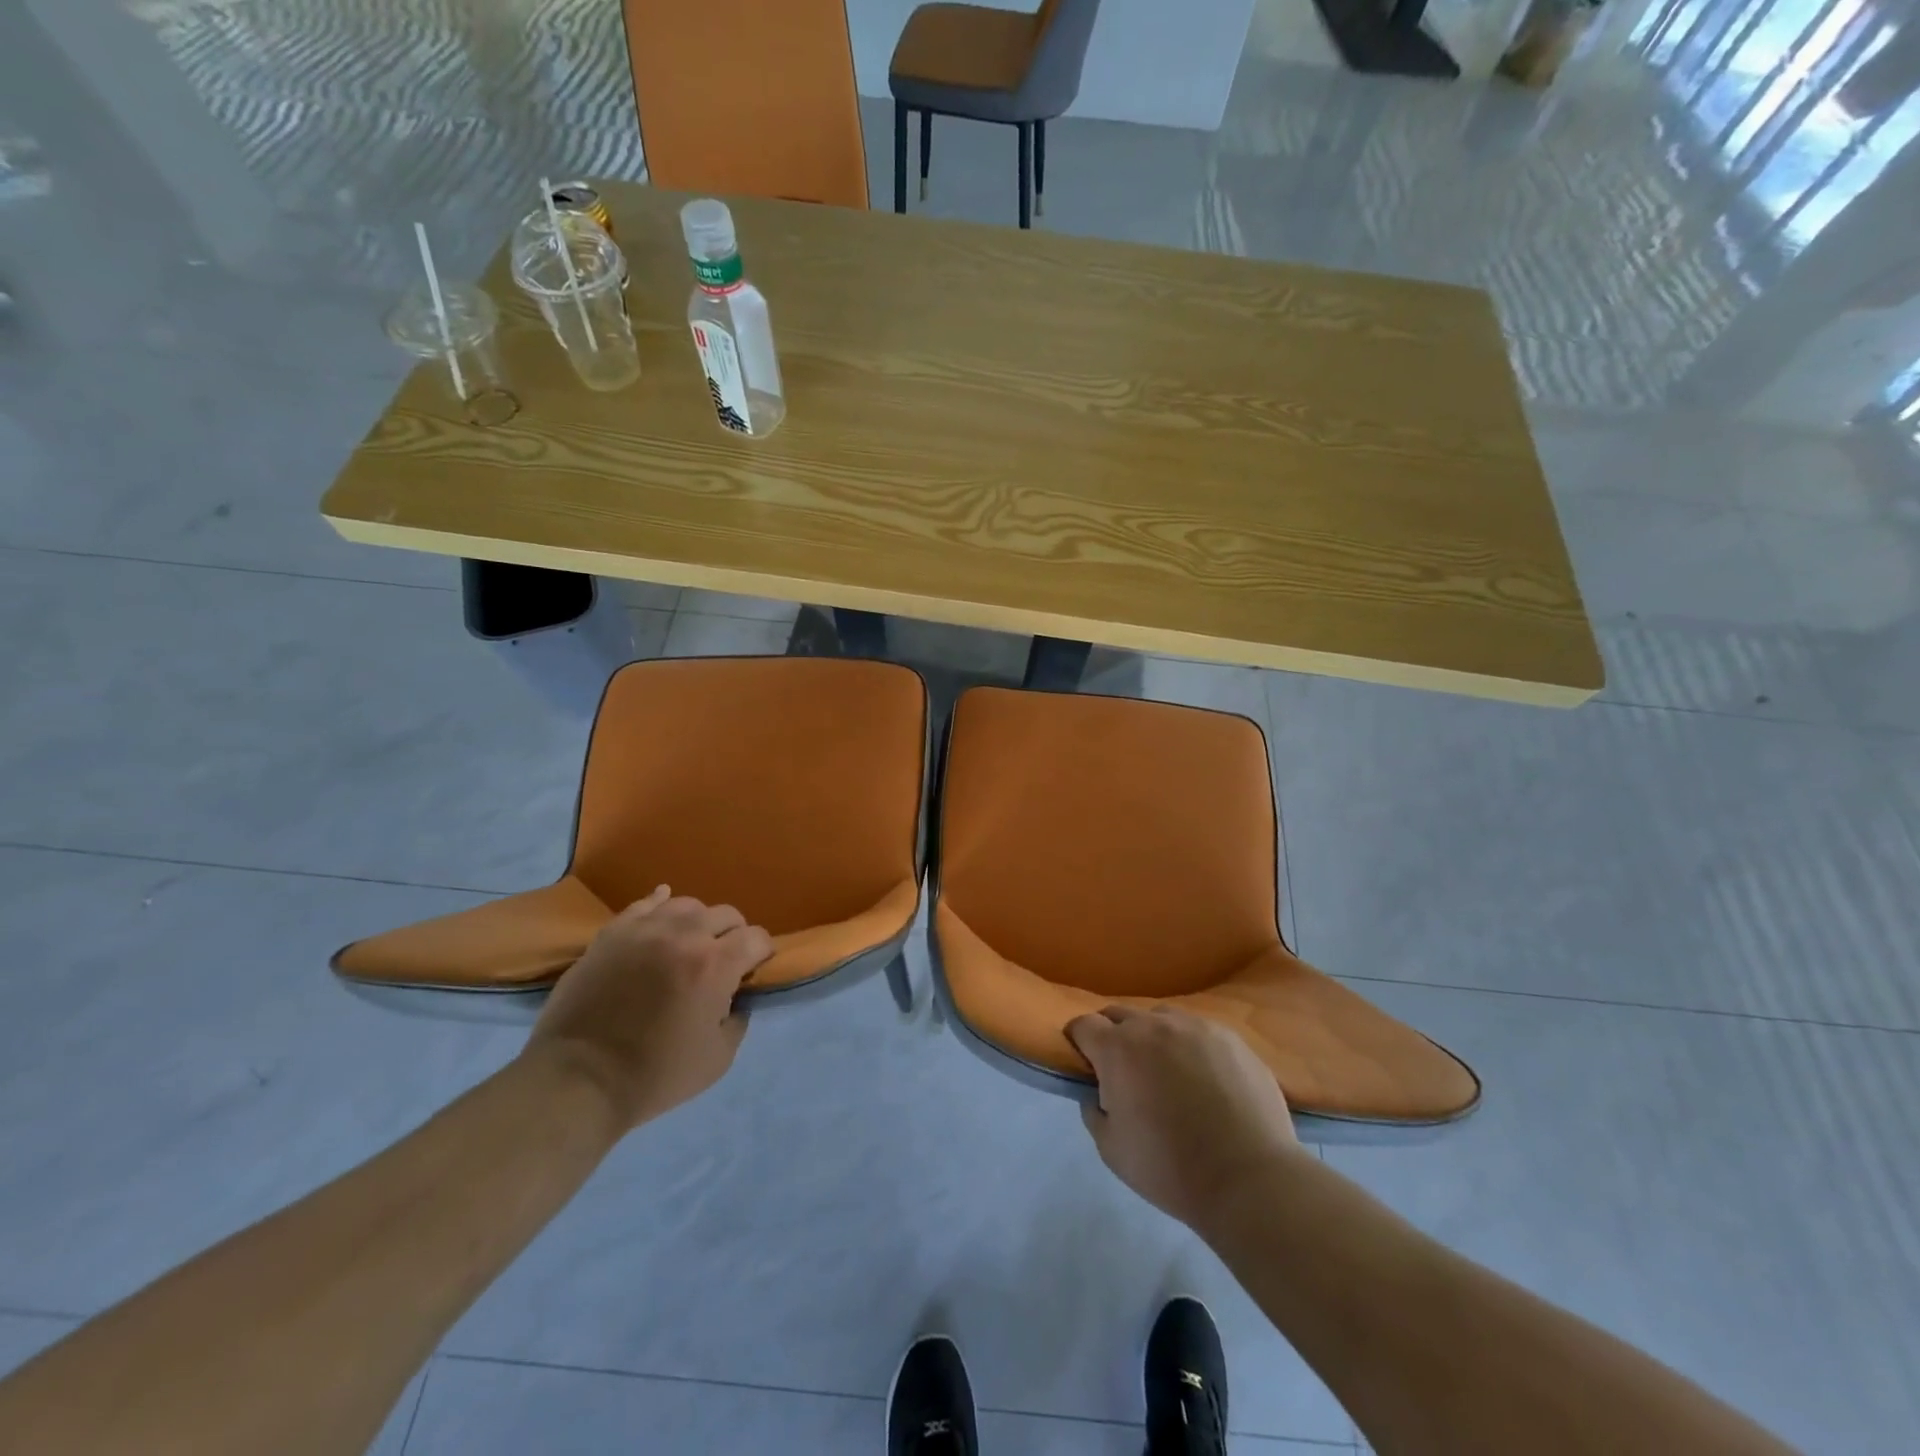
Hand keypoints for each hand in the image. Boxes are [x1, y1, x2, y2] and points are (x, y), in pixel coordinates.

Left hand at [526, 887, 772, 1130]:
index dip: (761, 953)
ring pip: (687, 905)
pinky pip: (644, 904)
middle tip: (725, 959)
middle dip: (734, 935)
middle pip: (726, 915)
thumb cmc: (654, 1075)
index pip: (756, 938)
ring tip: (690, 942)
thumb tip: (735, 1000)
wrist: (578, 1081)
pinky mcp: (612, 934)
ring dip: (698, 922)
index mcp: (716, 965)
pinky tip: (663, 908)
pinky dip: (660, 904)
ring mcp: (645, 930)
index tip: (754, 969)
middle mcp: (685, 935)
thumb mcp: (717, 1060)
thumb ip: (737, 1021)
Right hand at [1067, 1005, 1305, 1230]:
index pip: (1083, 1025)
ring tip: (1167, 1070)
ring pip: (1161, 1019)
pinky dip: (1190, 1047)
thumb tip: (1097, 1094)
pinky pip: (1198, 1031)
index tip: (1085, 1063)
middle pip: (1119, 1014)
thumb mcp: (1112, 1150)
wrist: (1249, 1178)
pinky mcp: (1230, 1037)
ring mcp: (1195, 1027)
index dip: (1078, 1041)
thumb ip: (1094, 1113)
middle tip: (1123, 1070)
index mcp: (1118, 1049)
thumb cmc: (1170, 1168)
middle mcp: (1153, 1026)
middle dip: (1113, 1035)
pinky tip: (1204, 1078)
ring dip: (1153, 1037)